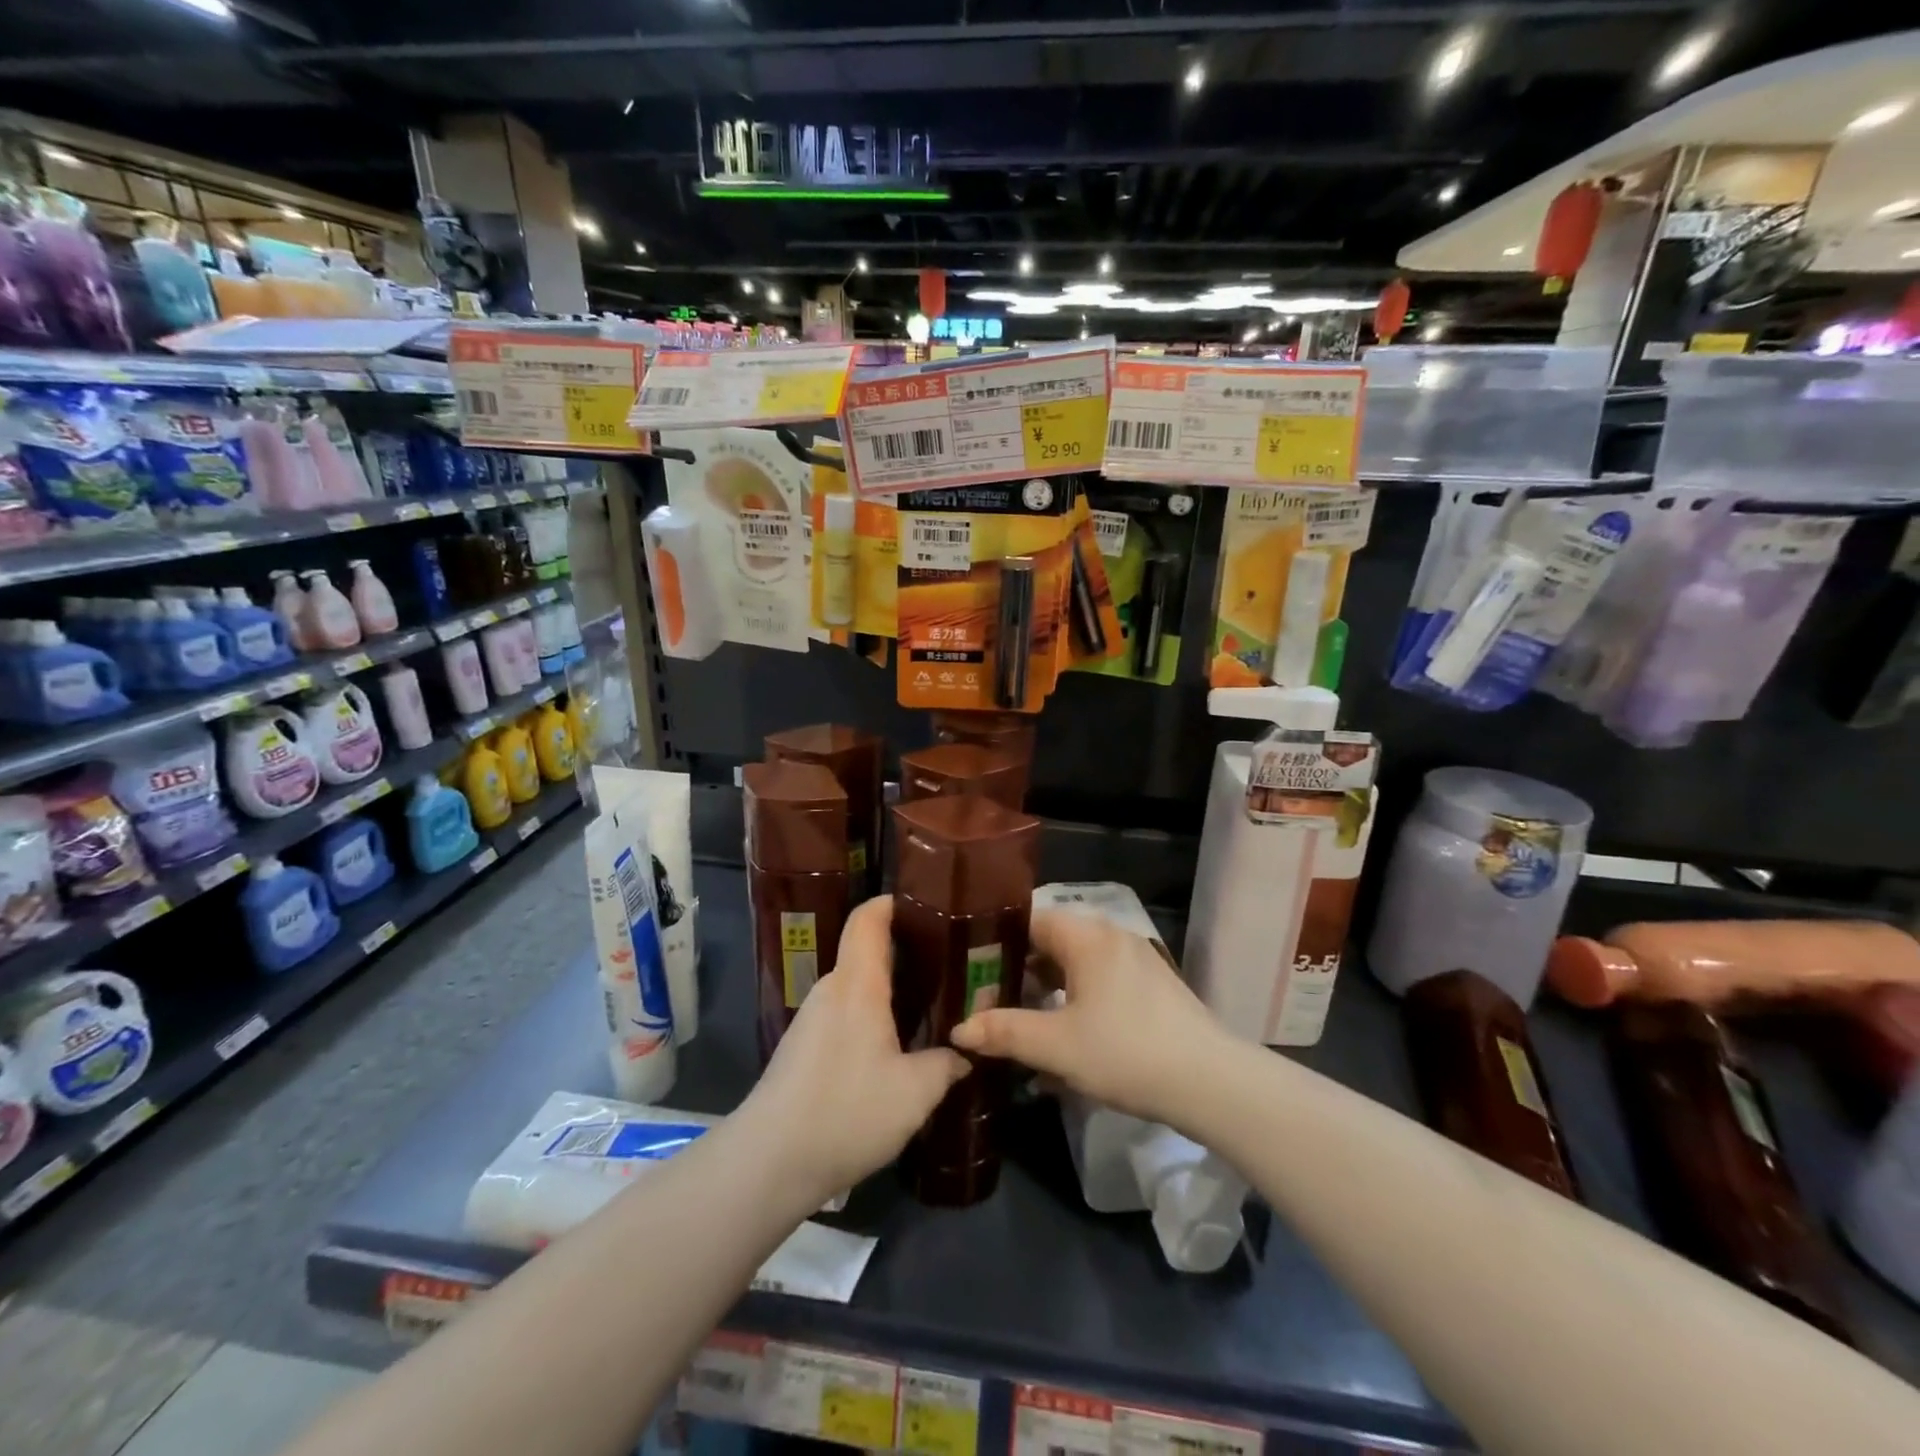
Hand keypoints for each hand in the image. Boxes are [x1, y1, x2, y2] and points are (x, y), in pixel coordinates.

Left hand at [741, 896, 967, 1202]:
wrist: (769, 1162)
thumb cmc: (847, 1112)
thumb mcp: (915, 1093)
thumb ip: (946, 1064)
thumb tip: (964, 1053)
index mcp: (857, 984)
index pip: (869, 918)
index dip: (894, 902)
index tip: (929, 906)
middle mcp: (832, 989)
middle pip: (866, 950)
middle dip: (907, 951)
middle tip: (949, 964)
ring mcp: (813, 1017)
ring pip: (857, 986)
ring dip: (891, 989)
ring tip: (930, 1004)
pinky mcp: (803, 1046)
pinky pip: (845, 1012)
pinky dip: (873, 1015)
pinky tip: (895, 1045)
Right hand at [950, 906, 1224, 1123]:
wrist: (1210, 1082)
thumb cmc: (1125, 1052)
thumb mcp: (1056, 1046)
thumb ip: (1004, 1032)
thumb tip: (958, 1029)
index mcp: (1086, 936)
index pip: (1029, 920)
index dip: (995, 942)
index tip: (969, 968)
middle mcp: (1110, 936)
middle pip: (1051, 943)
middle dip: (1018, 973)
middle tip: (987, 1001)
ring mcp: (1135, 961)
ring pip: (1075, 966)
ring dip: (1046, 993)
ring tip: (1020, 1026)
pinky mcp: (1151, 987)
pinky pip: (1099, 983)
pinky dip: (1075, 1003)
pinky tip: (1063, 1042)